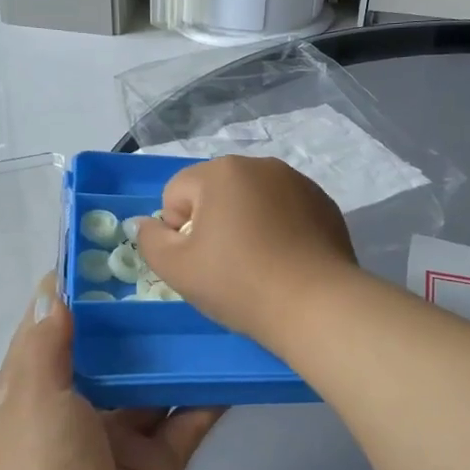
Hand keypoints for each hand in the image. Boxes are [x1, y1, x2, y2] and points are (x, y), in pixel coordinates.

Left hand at [0, 277, 222, 469]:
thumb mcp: (33, 398)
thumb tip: (52, 288)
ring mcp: (121, 436)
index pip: (57, 326)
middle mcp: (79, 407)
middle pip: (114, 351)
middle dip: (142, 317)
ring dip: (179, 352)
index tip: (117, 245)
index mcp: (38, 389)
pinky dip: (209, 395)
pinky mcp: (160, 462)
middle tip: (183, 268)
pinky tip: (236, 359)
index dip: (82, 289)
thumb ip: (47, 343)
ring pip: (156, 382)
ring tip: (216, 305)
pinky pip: (188, 419)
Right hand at [134, 156, 356, 343]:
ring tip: (259, 264)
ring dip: (246, 224)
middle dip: (212, 223)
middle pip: (215, 193)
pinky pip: (285, 210)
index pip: (176, 194)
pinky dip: (278, 229)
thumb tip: (145, 222)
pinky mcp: (323, 203)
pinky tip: (286, 261)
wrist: (315, 305)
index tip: (199, 261)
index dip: (177, 231)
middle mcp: (260, 165)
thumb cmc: (239, 283)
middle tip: (226, 266)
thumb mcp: (177, 269)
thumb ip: (150, 240)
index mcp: (221, 171)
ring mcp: (297, 182)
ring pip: (252, 200)